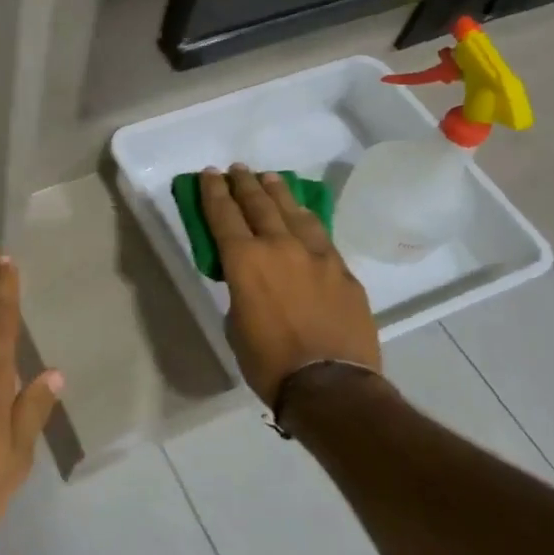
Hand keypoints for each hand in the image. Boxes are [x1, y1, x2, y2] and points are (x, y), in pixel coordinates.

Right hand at [199, 165, 381, 407]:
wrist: (331, 386)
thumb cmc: (269, 362)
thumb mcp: (236, 325)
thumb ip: (241, 292)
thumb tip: (252, 283)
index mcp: (244, 261)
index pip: (223, 215)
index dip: (213, 192)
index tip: (209, 174)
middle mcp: (279, 247)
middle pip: (259, 204)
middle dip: (244, 183)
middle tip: (236, 169)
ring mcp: (317, 256)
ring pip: (294, 212)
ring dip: (278, 192)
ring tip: (269, 178)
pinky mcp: (343, 271)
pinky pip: (320, 235)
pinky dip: (306, 219)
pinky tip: (303, 215)